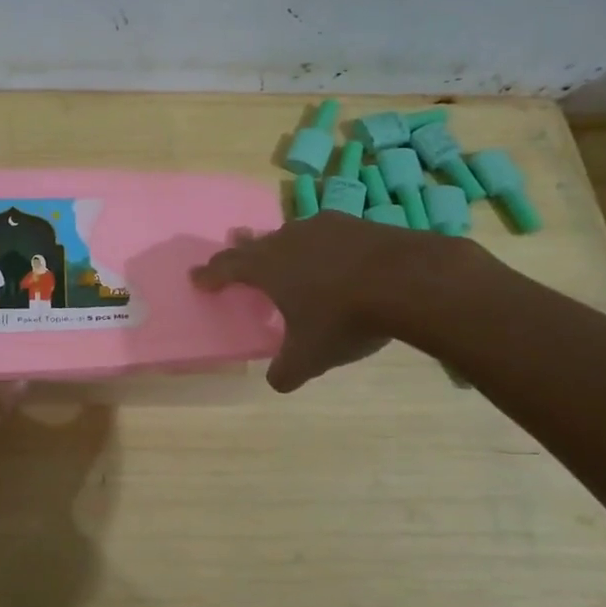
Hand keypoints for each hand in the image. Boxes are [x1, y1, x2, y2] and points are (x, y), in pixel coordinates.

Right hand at [192, 211, 479, 391]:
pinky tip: (333, 254)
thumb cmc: (344, 318)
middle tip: (234, 245)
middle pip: (256, 243)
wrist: (408, 280)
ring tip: (284, 250)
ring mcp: (324, 227)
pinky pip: (327, 234)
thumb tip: (276, 382)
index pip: (227, 268)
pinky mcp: (357, 224)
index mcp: (267, 268)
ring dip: (282, 243)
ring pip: (292, 234)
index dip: (210, 274)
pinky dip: (321, 245)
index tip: (197, 277)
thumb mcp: (311, 356)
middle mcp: (288, 240)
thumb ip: (287, 370)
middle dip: (243, 250)